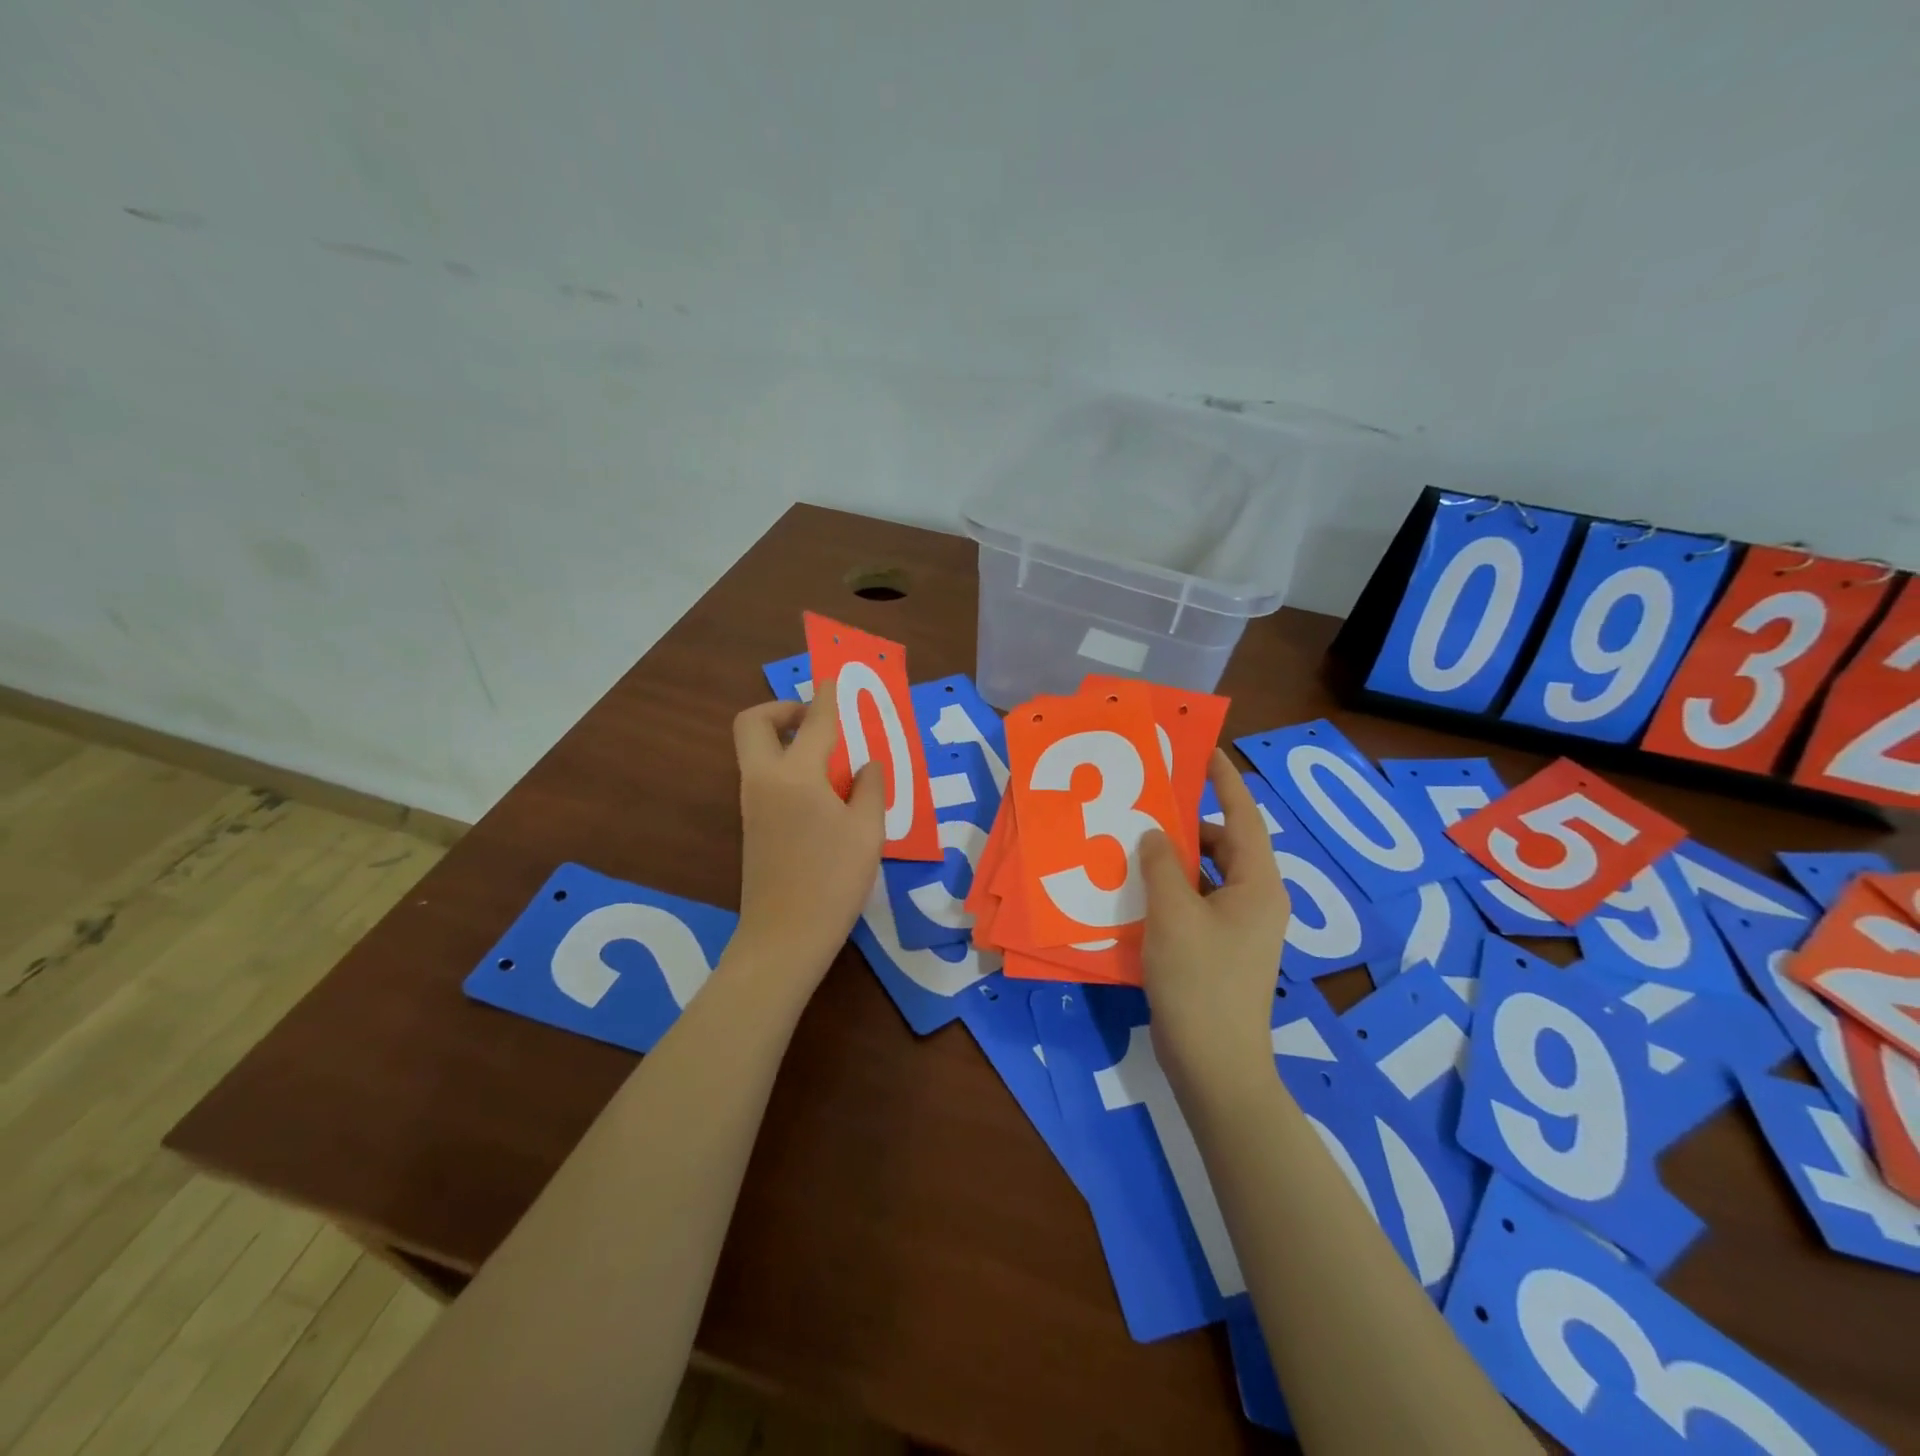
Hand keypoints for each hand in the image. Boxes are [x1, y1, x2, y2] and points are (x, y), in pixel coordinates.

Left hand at [731, 682, 885, 974]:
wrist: (784, 937)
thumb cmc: (833, 881)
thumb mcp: (867, 831)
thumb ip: (869, 788)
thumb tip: (866, 763)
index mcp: (795, 776)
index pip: (814, 722)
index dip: (827, 697)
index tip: (834, 679)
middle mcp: (765, 781)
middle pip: (752, 724)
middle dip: (780, 709)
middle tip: (814, 719)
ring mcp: (752, 804)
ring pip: (757, 752)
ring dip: (785, 740)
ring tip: (830, 758)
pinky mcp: (752, 826)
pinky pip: (765, 778)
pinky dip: (787, 767)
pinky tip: (822, 794)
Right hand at [1139, 750, 1291, 1096]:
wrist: (1215, 1064)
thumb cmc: (1198, 981)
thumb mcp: (1173, 914)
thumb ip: (1161, 865)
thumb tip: (1156, 834)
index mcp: (1258, 884)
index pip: (1244, 817)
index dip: (1225, 781)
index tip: (1204, 751)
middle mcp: (1257, 900)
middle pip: (1226, 845)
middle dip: (1191, 822)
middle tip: (1150, 802)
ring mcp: (1241, 928)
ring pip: (1209, 876)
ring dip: (1177, 859)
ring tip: (1136, 842)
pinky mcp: (1222, 950)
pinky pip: (1198, 903)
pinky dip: (1173, 890)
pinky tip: (1138, 889)